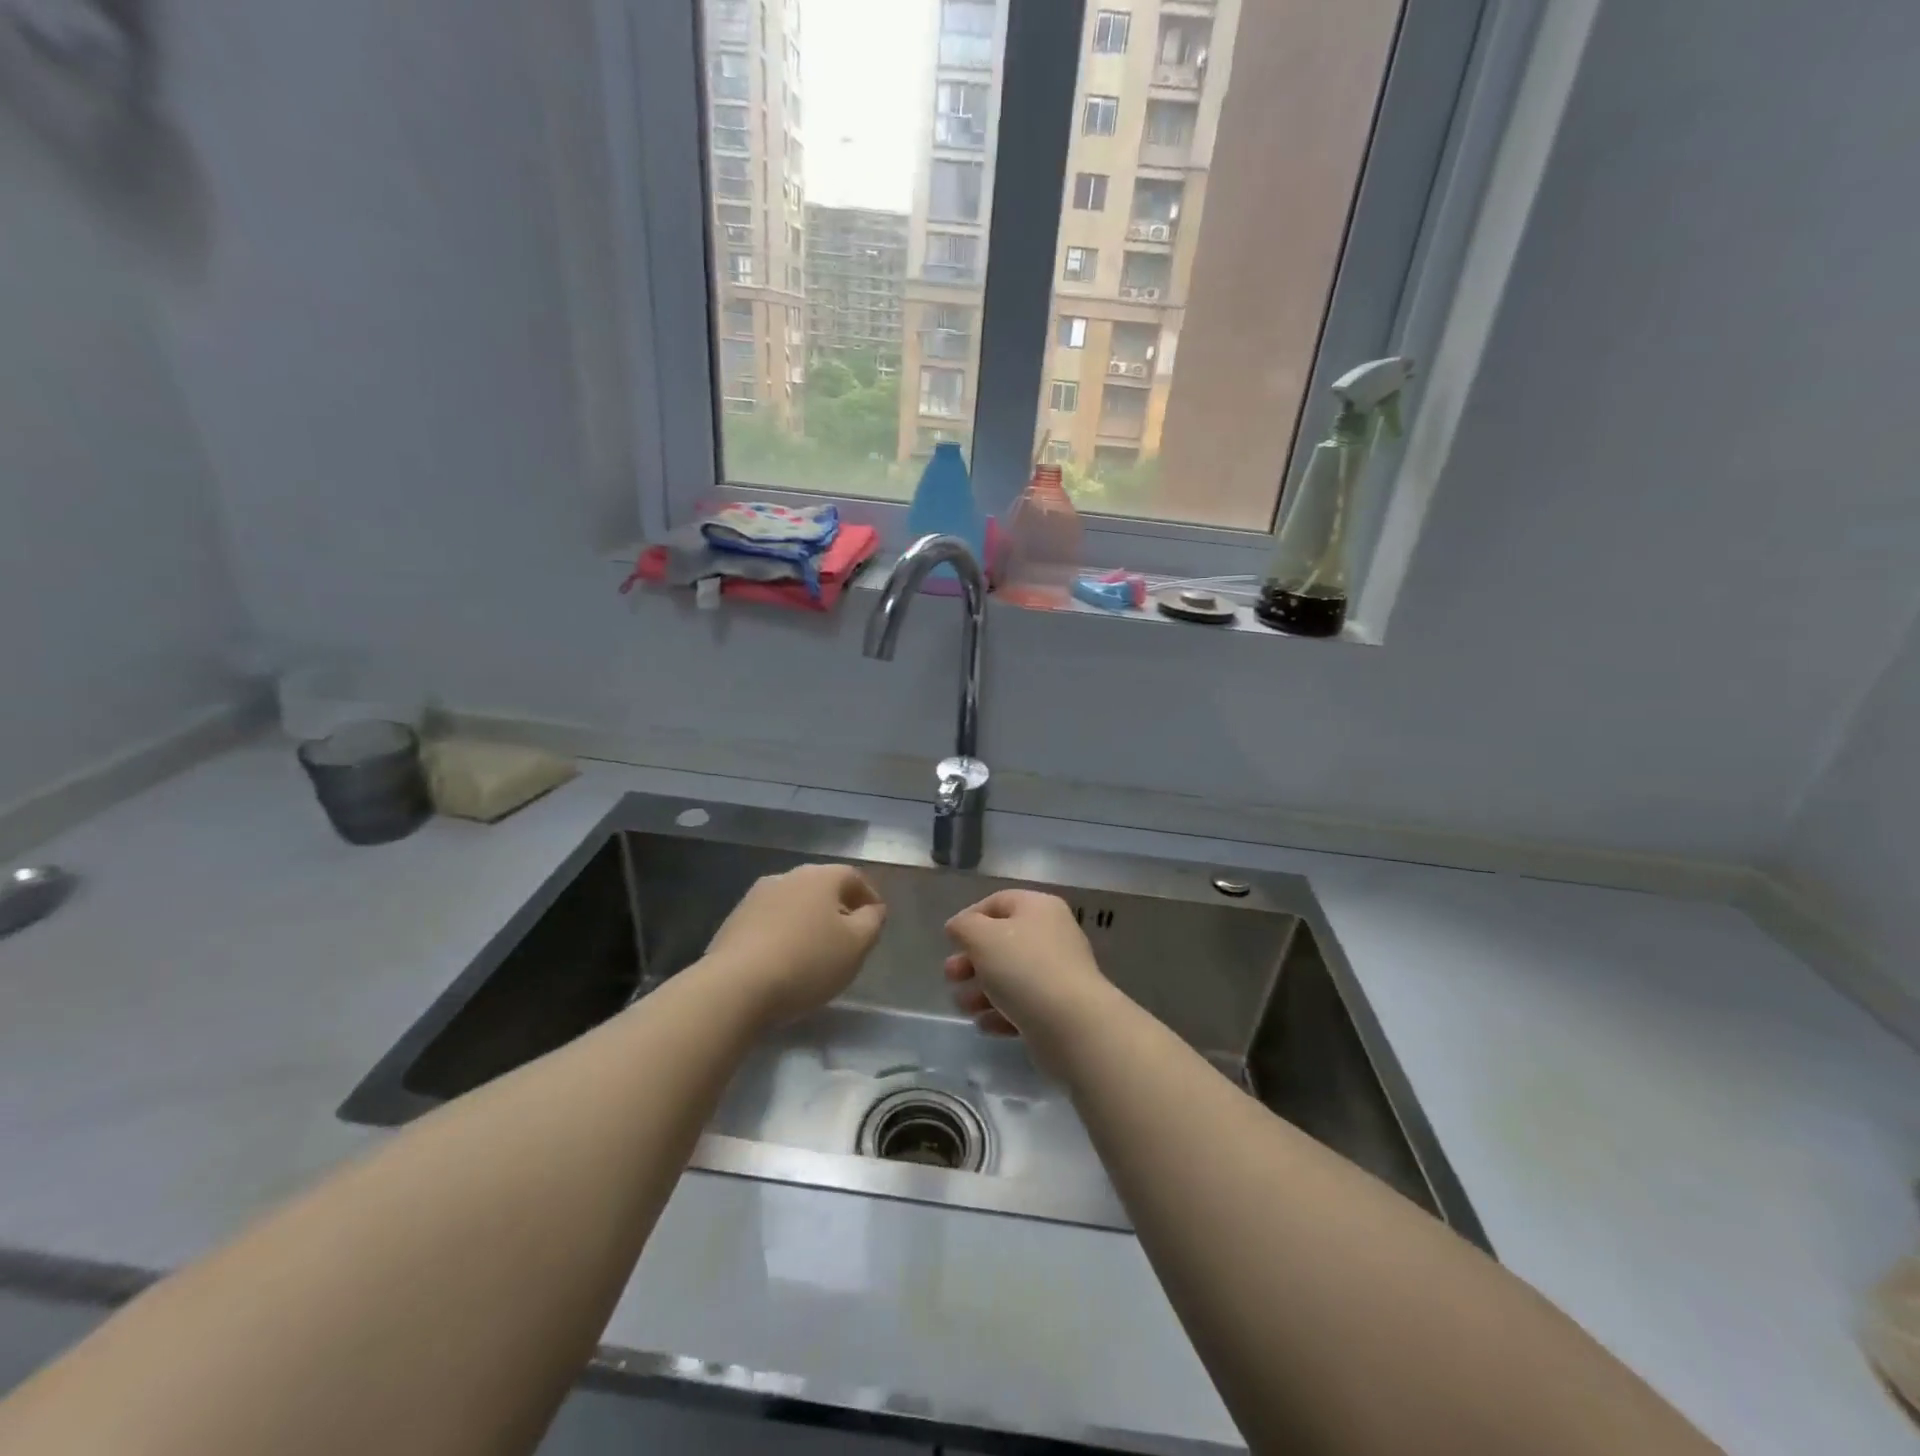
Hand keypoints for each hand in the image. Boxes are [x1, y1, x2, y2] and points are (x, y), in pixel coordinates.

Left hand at [704, 864, 885, 1024]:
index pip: (853, 877)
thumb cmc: (807, 962)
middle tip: (848, 937)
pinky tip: (784, 960)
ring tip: (815, 951)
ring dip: (808, 921)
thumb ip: (872, 922)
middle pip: (821, 887)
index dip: (869, 897)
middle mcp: (787, 877)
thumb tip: (873, 909)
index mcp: (820, 877)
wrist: (735, 986)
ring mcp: (755, 897)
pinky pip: (770, 921)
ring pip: (794, 904)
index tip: (875, 921)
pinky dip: (783, 934)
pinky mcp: (733, 921)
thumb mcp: (856, 945)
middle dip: (838, 908)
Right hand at [944, 890, 1114, 1074]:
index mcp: (1039, 908)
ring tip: (963, 1007)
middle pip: (1003, 942)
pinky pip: (1024, 1005)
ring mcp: (1058, 973)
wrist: (1072, 1025)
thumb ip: (964, 927)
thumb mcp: (982, 937)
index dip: (970, 918)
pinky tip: (985, 1024)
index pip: (998, 902)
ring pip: (1011, 976)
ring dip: (981, 990)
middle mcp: (1052, 935)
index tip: (949, 941)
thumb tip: (959, 927)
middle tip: (950, 976)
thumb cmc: (1023, 969)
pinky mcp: (1059, 1009)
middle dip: (971, 960)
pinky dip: (1001, 1013)